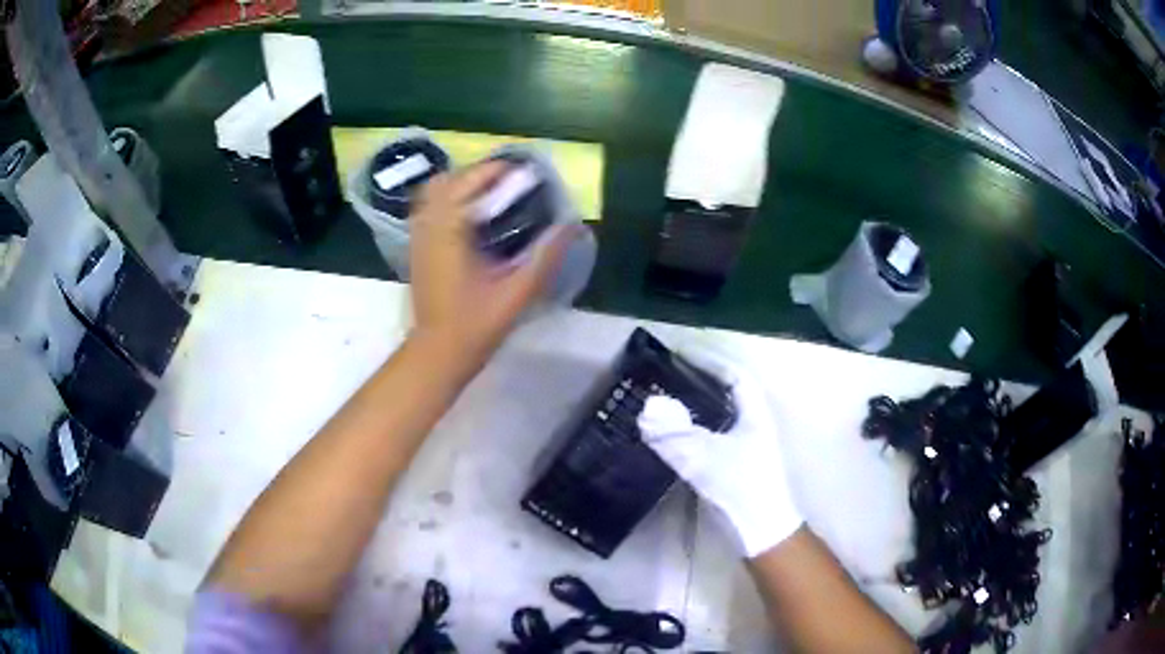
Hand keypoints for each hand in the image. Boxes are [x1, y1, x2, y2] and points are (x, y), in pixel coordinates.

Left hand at [409, 162, 578, 360]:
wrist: (437, 353)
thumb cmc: (476, 324)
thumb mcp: (518, 291)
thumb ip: (546, 256)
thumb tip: (572, 225)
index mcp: (450, 228)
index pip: (470, 180)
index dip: (498, 169)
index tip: (525, 171)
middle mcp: (429, 223)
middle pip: (449, 179)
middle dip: (480, 173)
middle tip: (512, 183)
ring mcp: (418, 235)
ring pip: (435, 191)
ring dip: (462, 185)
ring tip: (492, 195)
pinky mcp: (417, 247)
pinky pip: (429, 208)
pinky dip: (450, 200)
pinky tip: (472, 217)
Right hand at [637, 349, 802, 557]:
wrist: (762, 531)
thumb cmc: (742, 487)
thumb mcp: (706, 458)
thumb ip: (675, 434)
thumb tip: (647, 408)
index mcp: (754, 413)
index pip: (734, 375)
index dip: (709, 360)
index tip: (681, 352)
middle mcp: (752, 423)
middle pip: (726, 392)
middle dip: (699, 379)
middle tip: (668, 374)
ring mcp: (745, 445)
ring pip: (718, 415)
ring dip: (695, 404)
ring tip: (665, 398)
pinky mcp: (735, 464)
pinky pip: (711, 435)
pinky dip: (692, 428)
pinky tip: (673, 434)